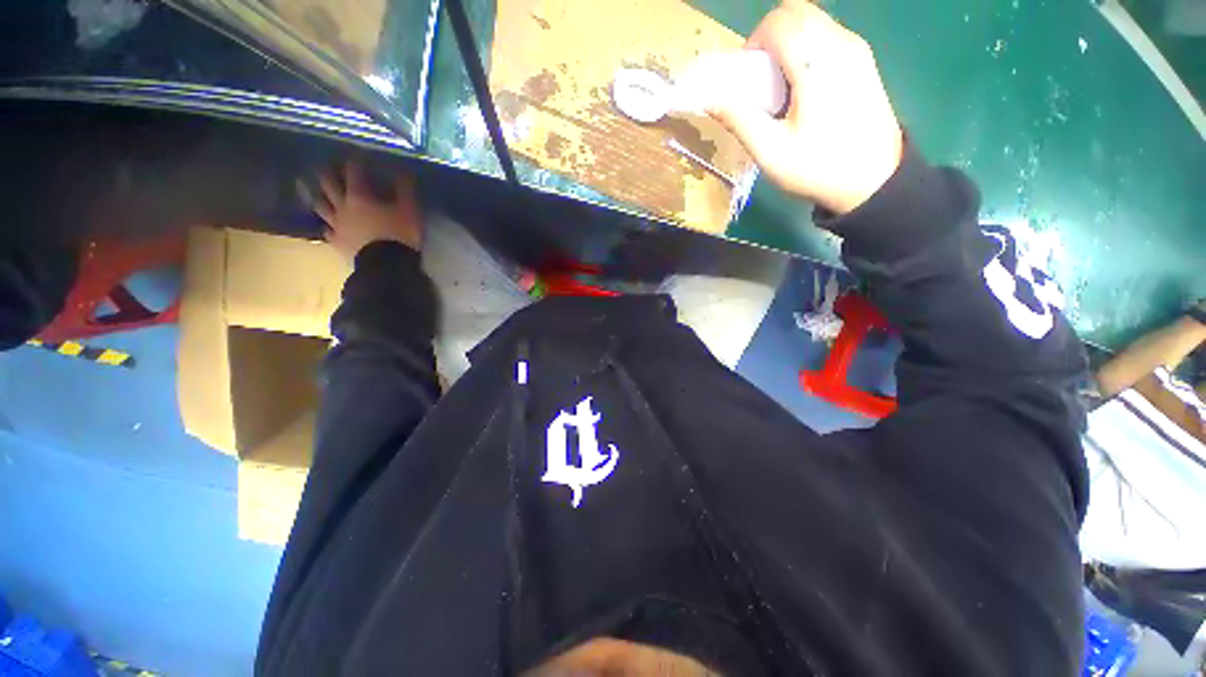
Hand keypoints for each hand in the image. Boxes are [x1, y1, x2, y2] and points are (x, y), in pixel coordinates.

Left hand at [315, 160, 422, 257]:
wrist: (387, 265)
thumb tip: (403, 171)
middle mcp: (343, 206)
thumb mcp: (409, 211)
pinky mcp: (338, 243)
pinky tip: (328, 226)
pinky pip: (327, 231)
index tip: (359, 154)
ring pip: (321, 206)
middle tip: (329, 167)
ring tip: (316, 191)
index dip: (356, 161)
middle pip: (328, 184)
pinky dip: (327, 226)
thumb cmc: (399, 235)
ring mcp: (337, 225)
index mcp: (359, 196)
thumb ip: (405, 191)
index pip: (354, 171)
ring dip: (319, 196)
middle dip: (328, 173)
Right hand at [708, 1, 903, 214]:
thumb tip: (710, 100)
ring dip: (788, 43)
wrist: (874, 179)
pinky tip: (804, 88)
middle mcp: (840, 43)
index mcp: (816, 63)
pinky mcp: (863, 59)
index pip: (777, 22)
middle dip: (769, 38)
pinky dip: (806, 49)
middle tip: (763, 81)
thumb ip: (739, 120)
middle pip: (795, 12)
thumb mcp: (770, 152)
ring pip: (812, 20)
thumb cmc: (818, 167)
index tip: (749, 80)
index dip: (753, 44)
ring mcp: (856, 49)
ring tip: (782, 88)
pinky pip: (827, 35)